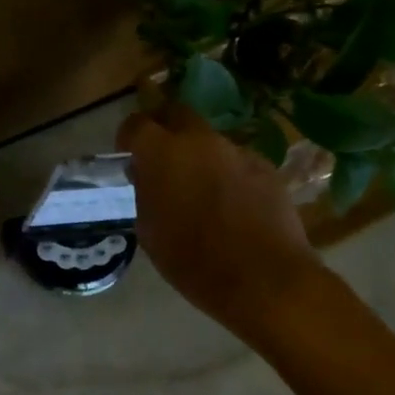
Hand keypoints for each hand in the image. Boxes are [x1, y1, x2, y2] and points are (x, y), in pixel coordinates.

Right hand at [117, 102, 323, 340]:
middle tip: (161, 160)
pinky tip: (232, 206)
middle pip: (177, 115)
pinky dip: (228, 175)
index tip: (127, 155)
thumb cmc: (193, 262)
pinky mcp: (267, 168)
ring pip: (209, 142)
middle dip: (165, 130)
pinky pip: (237, 162)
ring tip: (199, 190)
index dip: (129, 137)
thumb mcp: (150, 230)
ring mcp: (238, 152)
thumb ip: (145, 193)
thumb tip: (147, 176)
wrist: (263, 279)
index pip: (137, 124)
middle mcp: (201, 142)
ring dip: (199, 157)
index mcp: (163, 154)